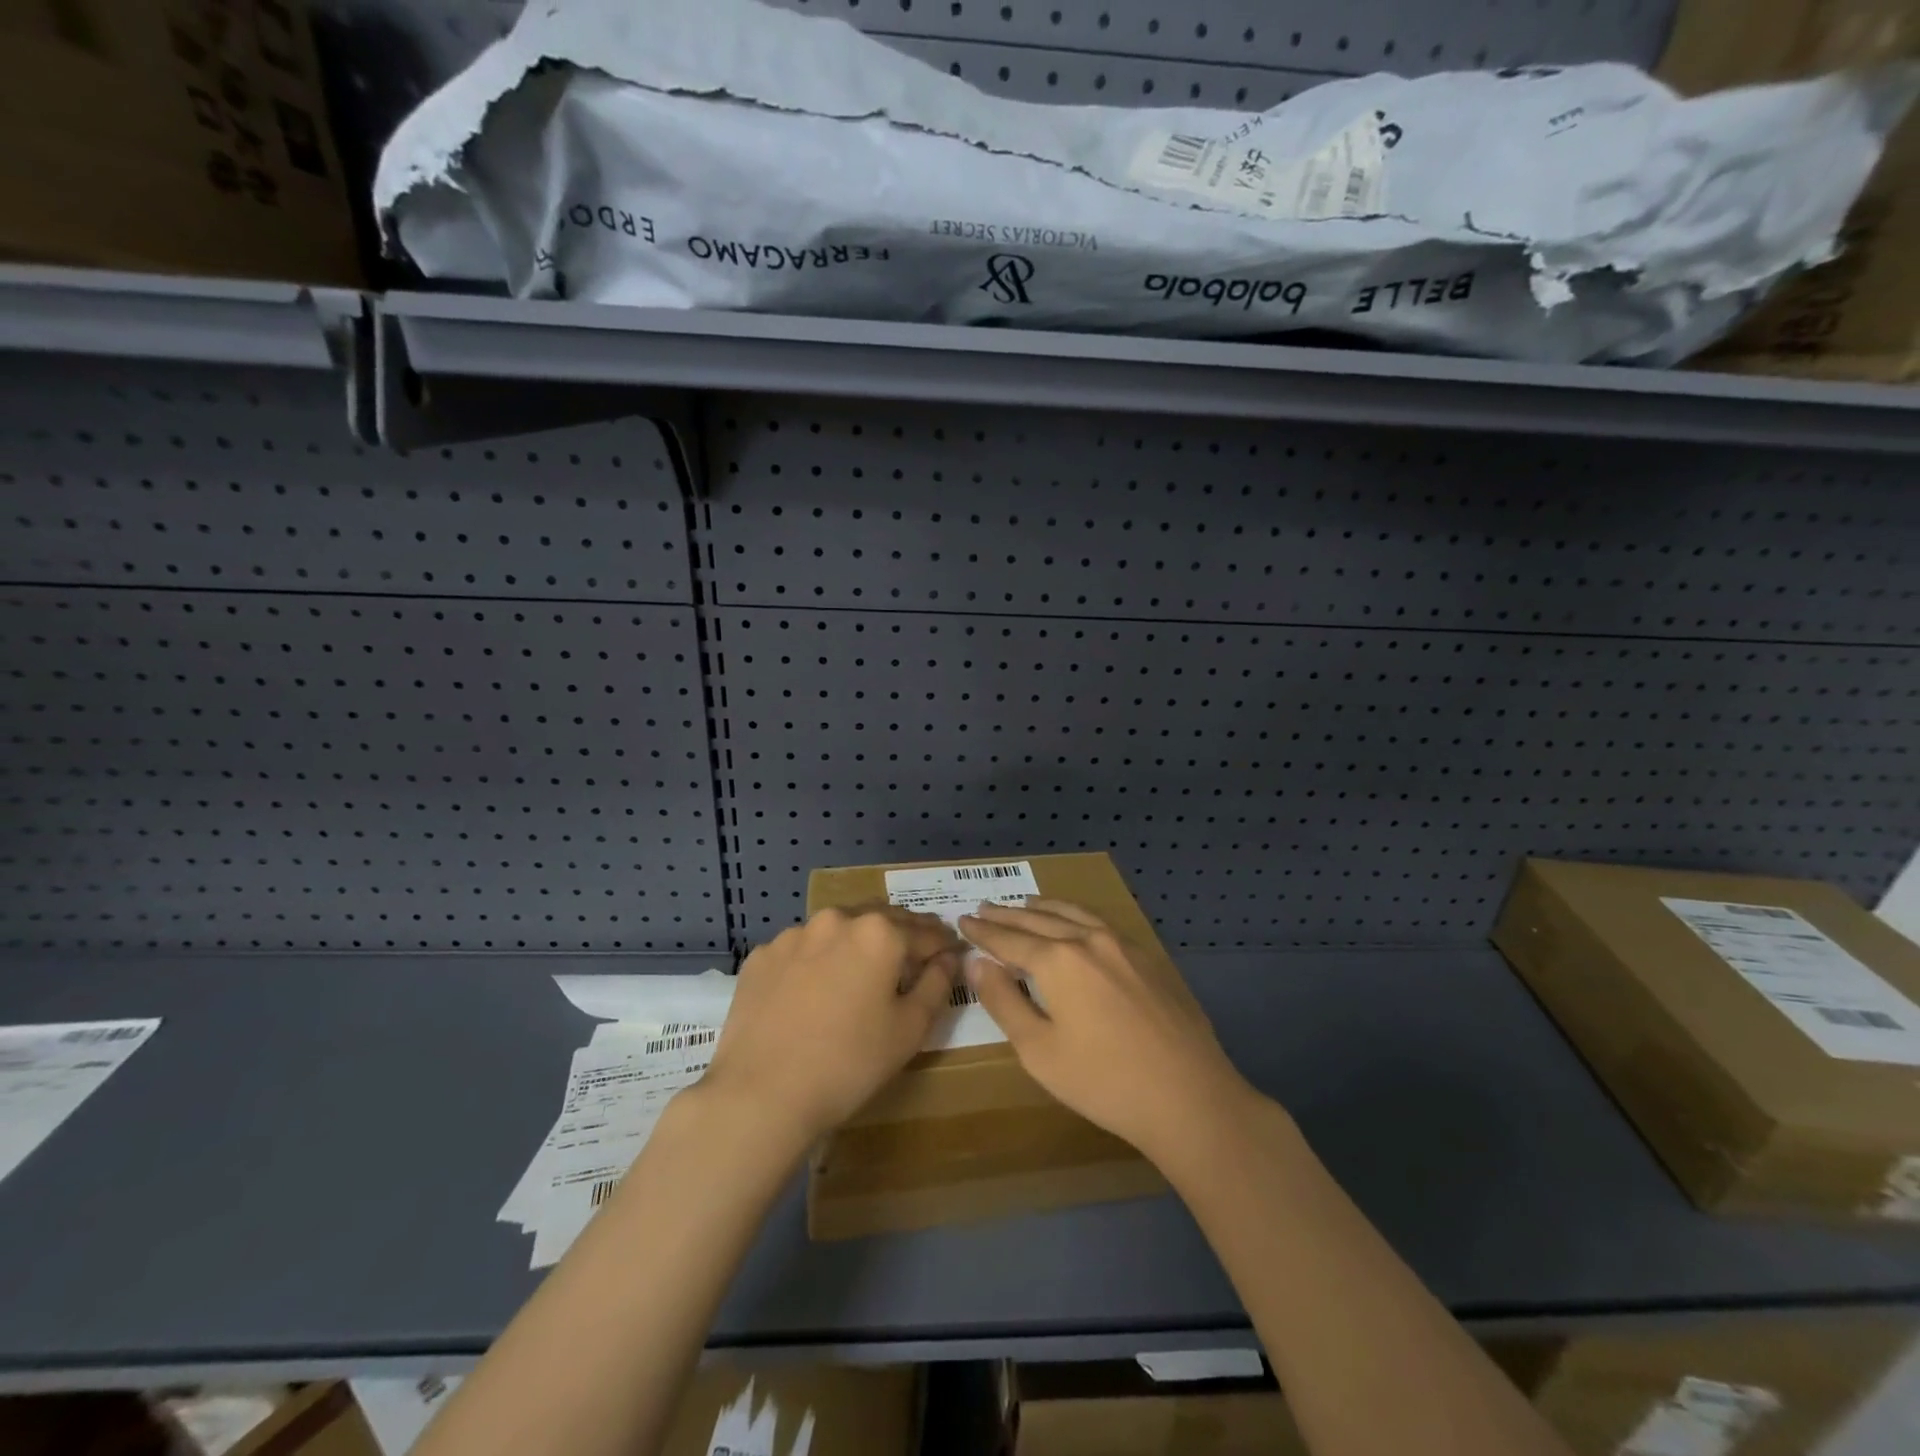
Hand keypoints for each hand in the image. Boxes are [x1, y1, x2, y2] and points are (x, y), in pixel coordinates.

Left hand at [701, 905, 961, 1144]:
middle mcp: (837, 920)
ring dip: (855, 944)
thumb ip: (937, 985)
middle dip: (902, 935)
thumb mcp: (909, 1030)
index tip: (951, 952)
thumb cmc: (849, 1062)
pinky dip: (816, 961)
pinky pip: (801, 951)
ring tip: (861, 972)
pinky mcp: (762, 956)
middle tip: (913, 957)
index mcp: (879, 933)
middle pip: (881, 920)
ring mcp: (794, 935)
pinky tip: (813, 991)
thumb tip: (948, 958)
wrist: (760, 1094)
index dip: (943, 944)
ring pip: (838, 931)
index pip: (925, 932)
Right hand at [958, 898, 1254, 1165]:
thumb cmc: (1104, 1082)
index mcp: (1058, 960)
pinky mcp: (1149, 958)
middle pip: (1039, 920)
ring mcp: (1124, 945)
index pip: (1009, 939)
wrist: (1189, 1097)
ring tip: (1025, 903)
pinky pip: (1102, 923)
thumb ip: (1004, 1002)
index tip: (963, 920)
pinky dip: (1076, 916)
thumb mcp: (1039, 1051)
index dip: (983, 932)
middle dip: (1007, 915)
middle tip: (984, 907)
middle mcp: (1089, 940)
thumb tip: (978, 963)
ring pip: (1074, 914)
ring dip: (1044, 908)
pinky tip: (1076, 923)